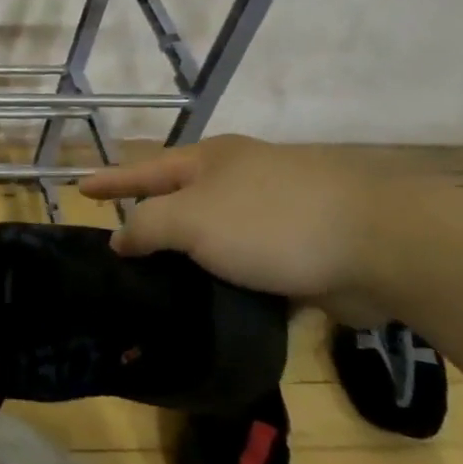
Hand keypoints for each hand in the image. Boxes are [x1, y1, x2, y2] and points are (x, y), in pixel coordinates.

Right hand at [78, 136, 391, 316]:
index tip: (79, 190)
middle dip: (154, 220)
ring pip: (219, 235)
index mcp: (212, 161)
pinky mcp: (308, 247)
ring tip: (164, 285)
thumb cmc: (271, 222)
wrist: (383, 246)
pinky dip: (232, 279)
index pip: (145, 170)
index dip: (111, 181)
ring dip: (194, 257)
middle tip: (125, 248)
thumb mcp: (190, 220)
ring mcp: (278, 210)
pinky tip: (218, 303)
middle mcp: (242, 178)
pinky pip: (252, 262)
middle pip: (182, 199)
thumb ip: (147, 227)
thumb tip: (121, 239)